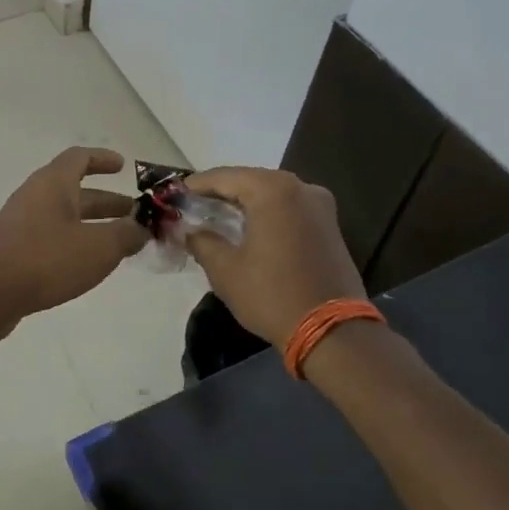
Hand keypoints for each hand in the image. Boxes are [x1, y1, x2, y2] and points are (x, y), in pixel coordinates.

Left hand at [0, 147, 148, 334]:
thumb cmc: (45, 260)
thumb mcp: (98, 247)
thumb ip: (125, 235)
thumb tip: (140, 228)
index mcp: (53, 183)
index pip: (79, 158)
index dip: (103, 159)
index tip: (123, 166)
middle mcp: (35, 196)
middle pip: (75, 191)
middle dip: (107, 201)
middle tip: (134, 214)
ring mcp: (22, 224)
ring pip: (65, 216)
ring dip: (93, 224)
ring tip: (120, 242)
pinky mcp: (15, 250)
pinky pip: (52, 237)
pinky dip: (75, 243)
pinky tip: (89, 264)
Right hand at [184, 167, 364, 346]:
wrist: (334, 332)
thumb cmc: (272, 295)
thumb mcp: (225, 270)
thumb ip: (201, 241)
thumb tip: (187, 230)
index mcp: (272, 190)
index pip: (224, 177)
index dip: (196, 184)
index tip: (174, 194)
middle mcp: (299, 187)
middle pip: (249, 180)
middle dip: (220, 192)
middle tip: (193, 205)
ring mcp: (319, 205)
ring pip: (271, 193)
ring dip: (244, 202)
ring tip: (216, 216)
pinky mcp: (329, 225)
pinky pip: (288, 208)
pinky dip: (266, 212)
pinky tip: (248, 227)